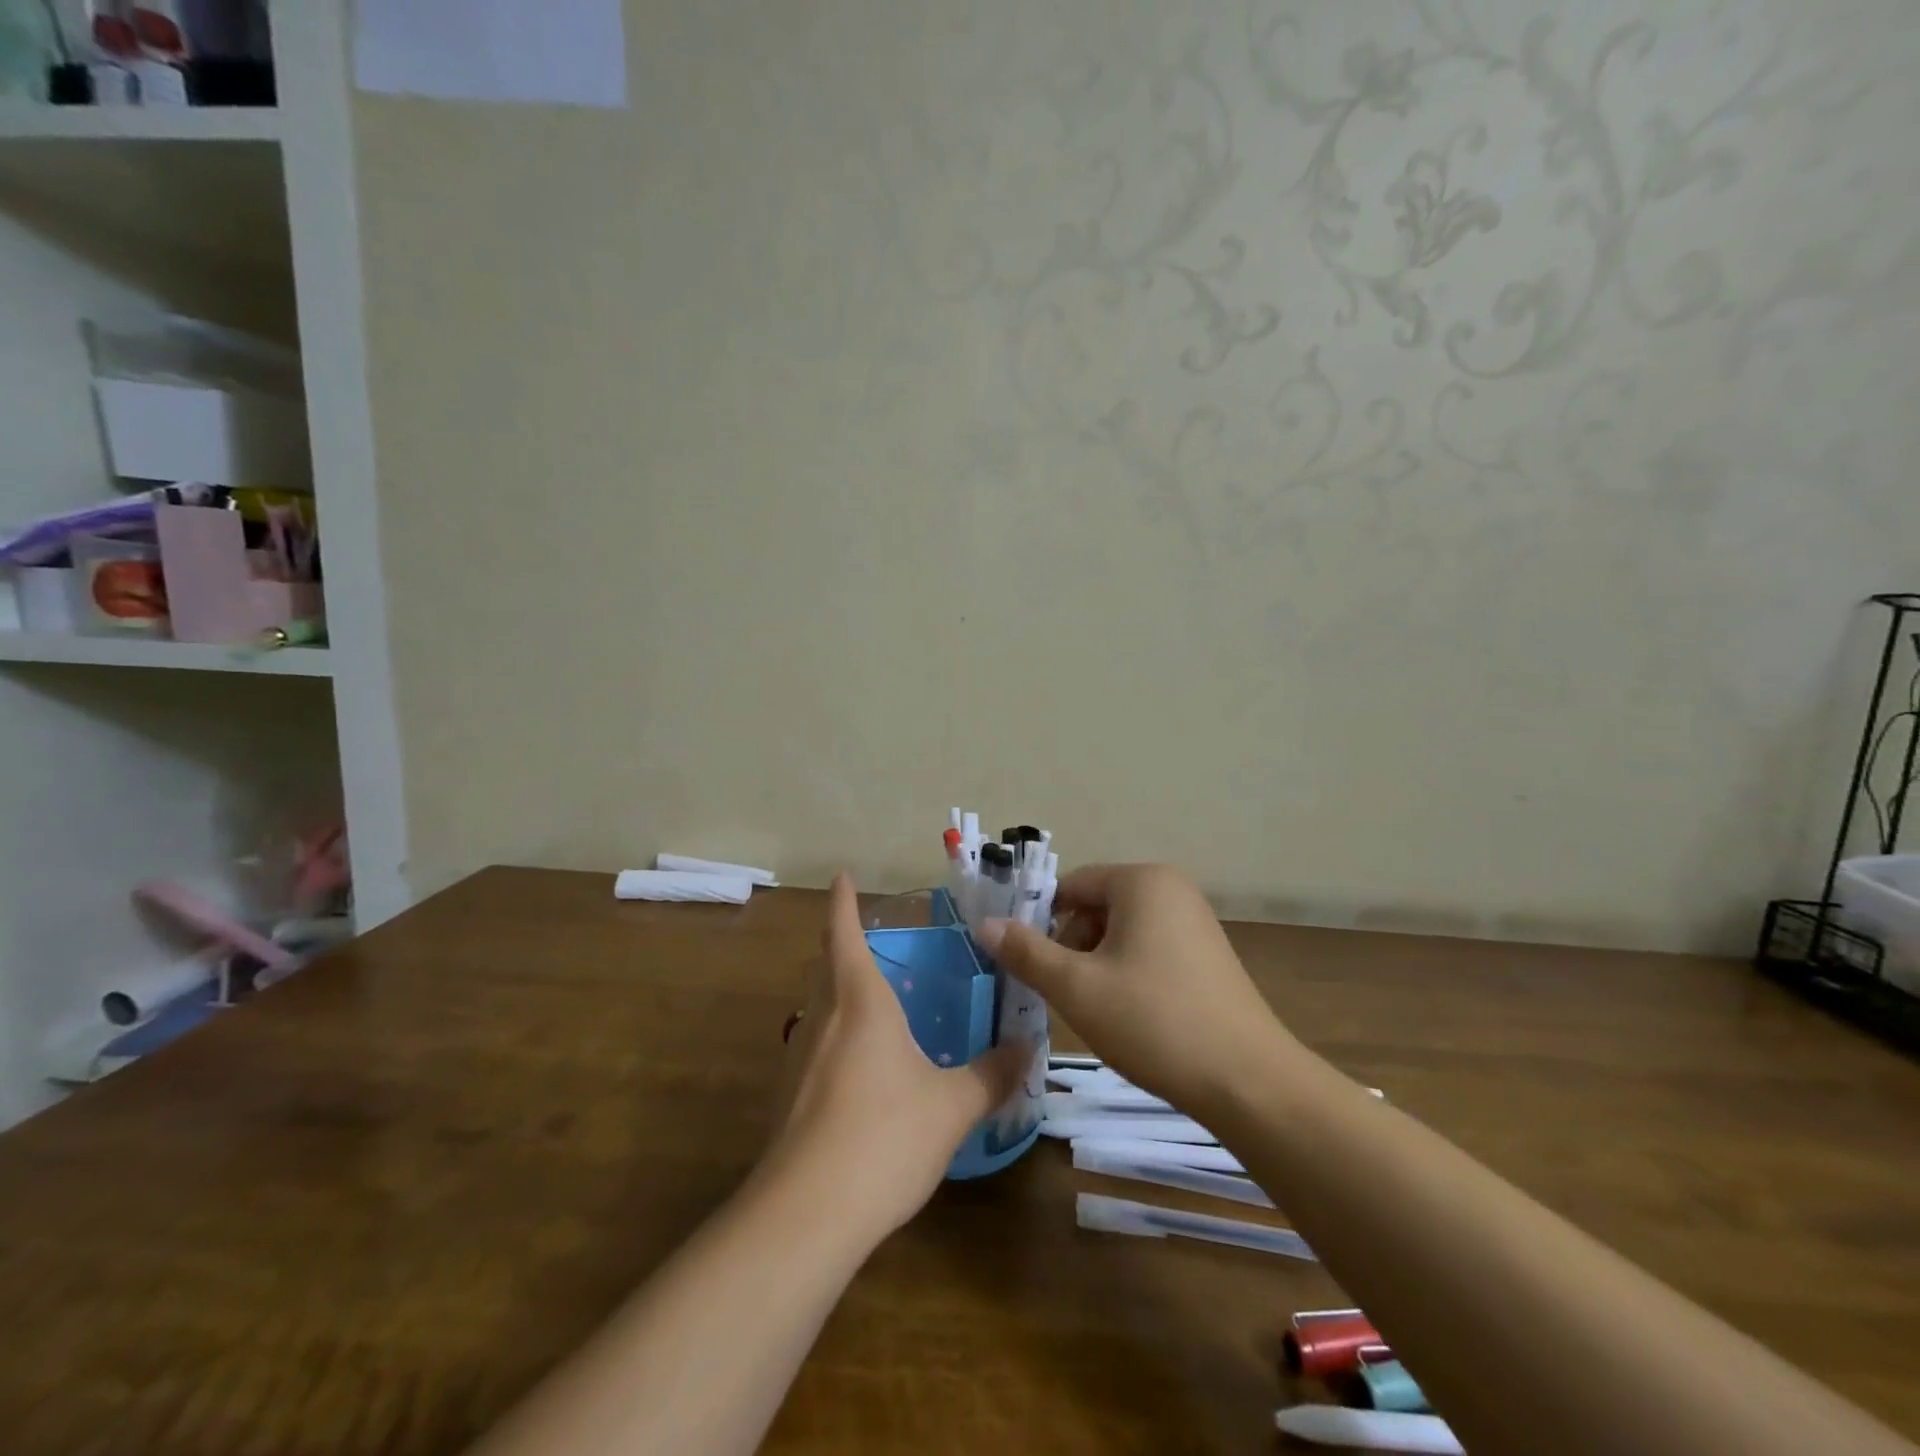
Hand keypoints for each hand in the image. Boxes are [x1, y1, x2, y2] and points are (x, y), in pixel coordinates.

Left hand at [762, 874, 1026, 1238]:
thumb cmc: (883, 1138)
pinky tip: (861, 1070)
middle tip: (871, 941)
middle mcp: (823, 1018)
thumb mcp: (952, 1107)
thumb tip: (1027, 1048)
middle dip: (841, 945)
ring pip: (818, 1008)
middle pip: (826, 966)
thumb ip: (992, 1074)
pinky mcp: (788, 1097)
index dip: (842, 902)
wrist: (804, 1216)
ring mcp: (799, 1058)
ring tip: (874, 1003)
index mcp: (860, 1002)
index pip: (843, 934)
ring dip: (839, 993)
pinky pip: (816, 1047)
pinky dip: (836, 1038)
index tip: (842, 876)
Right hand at [975, 864, 1293, 1120]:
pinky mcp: (1207, 955)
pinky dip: (1127, 973)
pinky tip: (1131, 1015)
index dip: (1041, 922)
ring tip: (1097, 1010)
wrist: (1248, 1082)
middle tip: (1065, 993)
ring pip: (1121, 931)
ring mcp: (1195, 921)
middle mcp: (1171, 889)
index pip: (1071, 885)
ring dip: (1097, 964)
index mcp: (1142, 881)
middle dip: (1072, 946)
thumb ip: (1026, 951)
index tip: (1028, 964)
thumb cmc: (1154, 1022)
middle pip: (1096, 906)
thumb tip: (984, 923)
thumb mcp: (1077, 987)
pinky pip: (1149, 948)